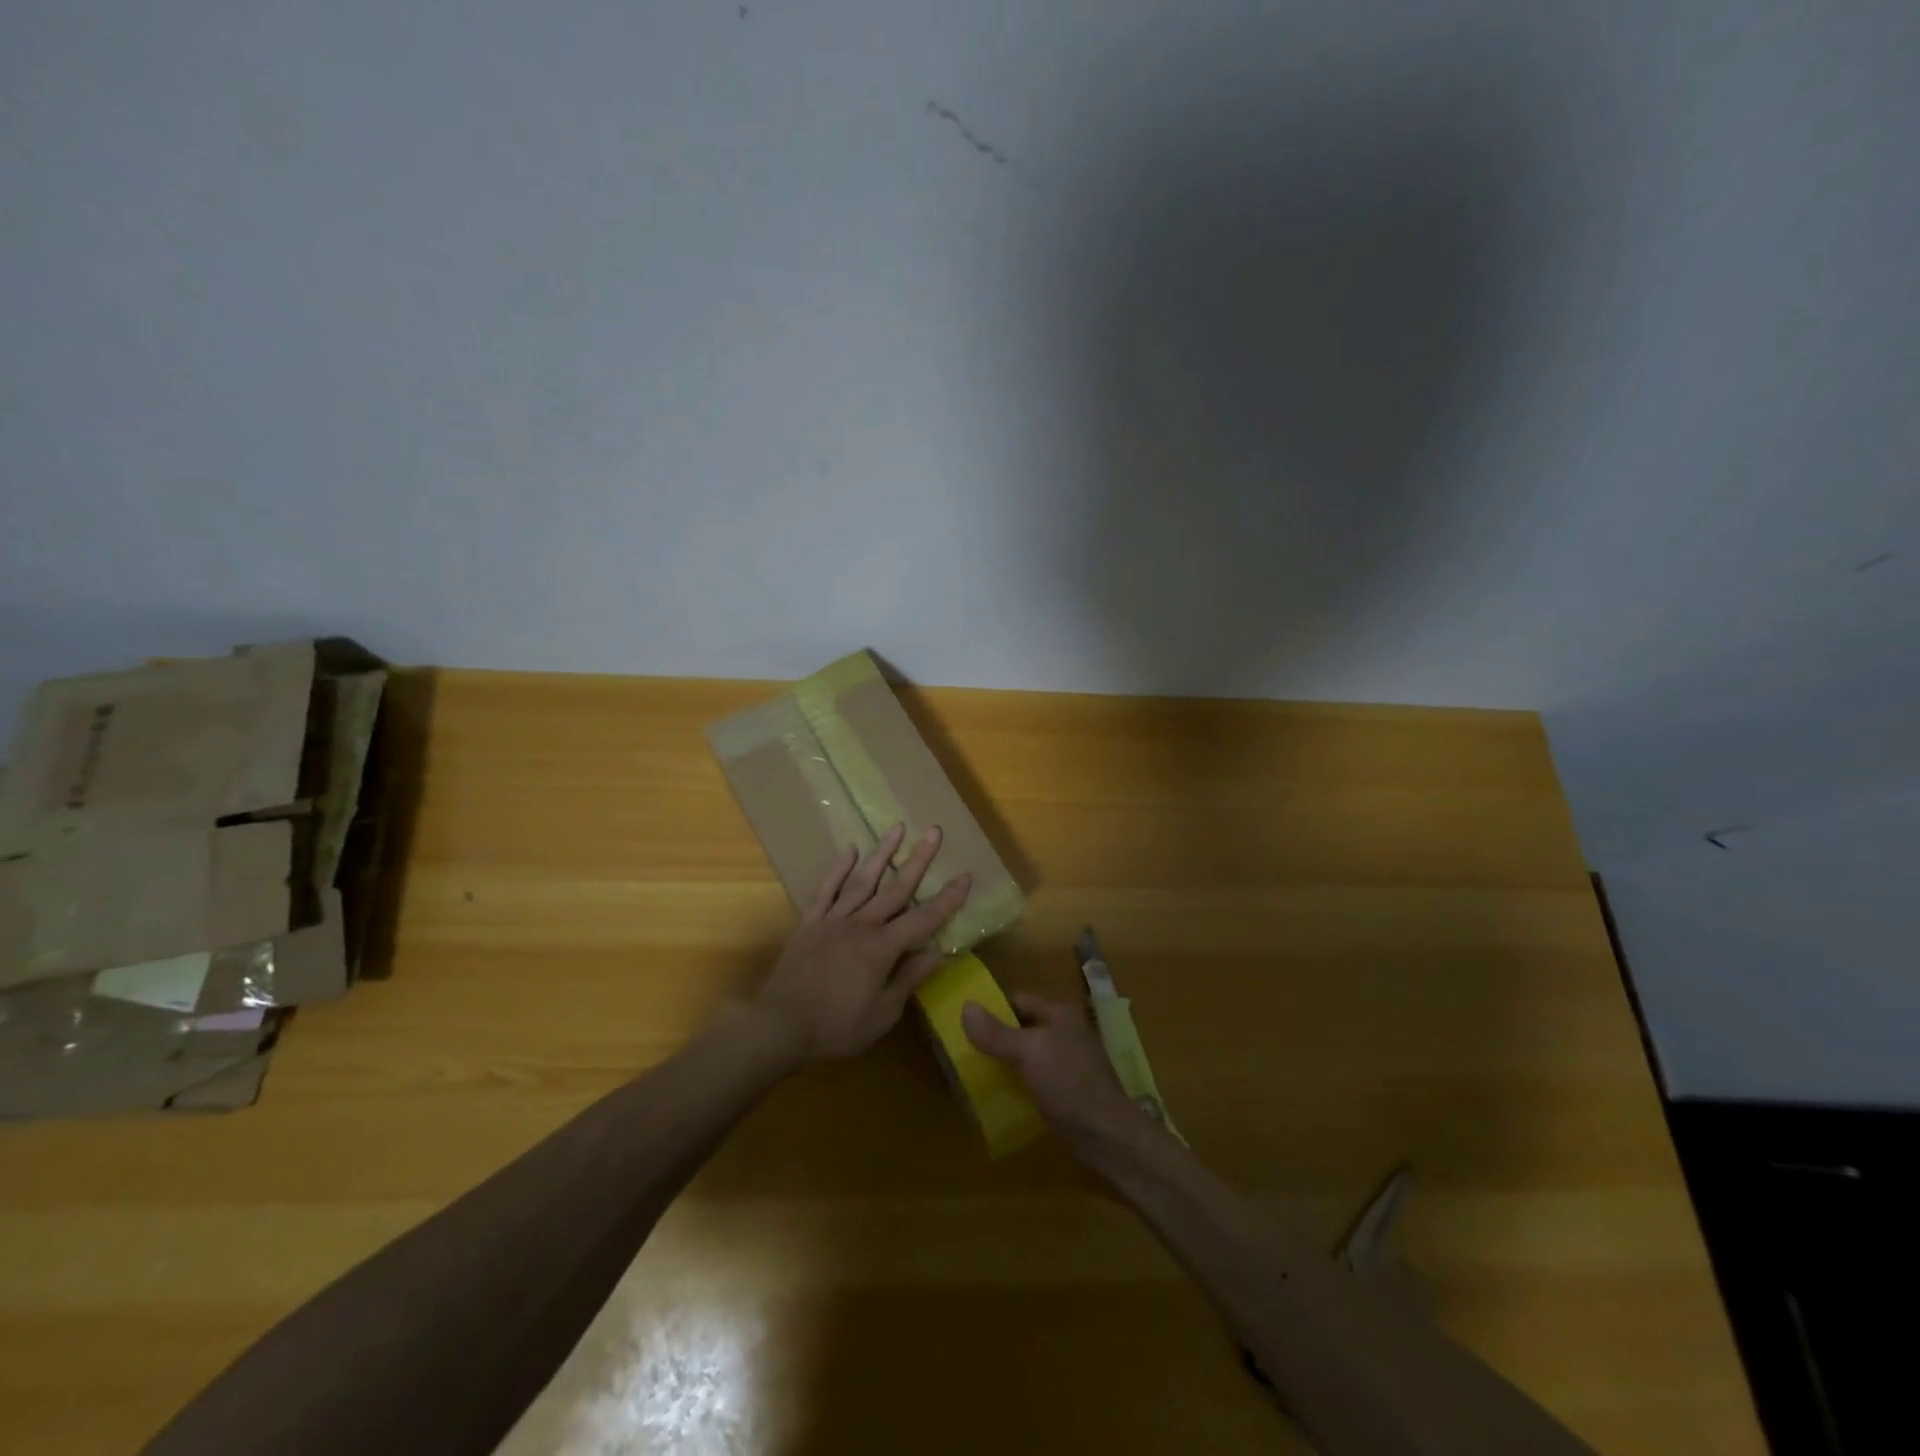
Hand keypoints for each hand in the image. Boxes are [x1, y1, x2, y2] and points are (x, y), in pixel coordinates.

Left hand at [753, 824, 970, 1062]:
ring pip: (862, 880)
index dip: (947, 899)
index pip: (924, 919)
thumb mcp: (882, 1014)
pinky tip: (850, 851)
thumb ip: (909, 979)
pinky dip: (838, 869)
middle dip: (918, 859)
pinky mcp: (809, 923)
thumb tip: (937, 952)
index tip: (965, 876)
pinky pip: (826, 890)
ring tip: (897, 828)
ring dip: (881, 853)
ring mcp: (833, 920)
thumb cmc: (835, 1027)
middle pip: (896, 887)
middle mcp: (861, 925)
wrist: (778, 1027)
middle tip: (934, 831)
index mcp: (882, 948)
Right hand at [961, 992, 1152, 1151]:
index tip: (963, 1021)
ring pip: (1027, 1054)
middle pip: (1022, 1027)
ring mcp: (1069, 1061)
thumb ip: (996, 1032)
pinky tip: (999, 1094)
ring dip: (1004, 1061)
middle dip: (995, 1037)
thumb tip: (965, 1006)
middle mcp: (1066, 1032)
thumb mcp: (1028, 1053)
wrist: (1108, 1136)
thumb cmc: (1069, 1084)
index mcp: (1060, 1013)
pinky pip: (1034, 1077)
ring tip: (975, 1072)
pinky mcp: (1067, 1089)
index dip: (992, 1008)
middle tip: (964, 1049)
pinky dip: (1017, 1082)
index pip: (1018, 999)